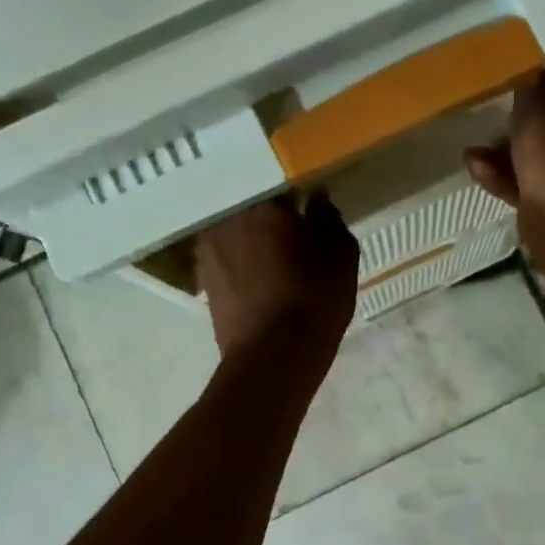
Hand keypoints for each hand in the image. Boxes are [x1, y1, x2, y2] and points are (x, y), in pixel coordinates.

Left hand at [195, 195, 358, 364]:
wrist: (272, 358)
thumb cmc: (315, 301)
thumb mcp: (341, 257)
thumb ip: (329, 219)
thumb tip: (316, 199)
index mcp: (265, 205)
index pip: (282, 186)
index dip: (297, 199)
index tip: (309, 211)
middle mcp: (229, 219)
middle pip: (254, 209)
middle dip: (271, 219)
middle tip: (292, 237)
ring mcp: (209, 249)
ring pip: (237, 233)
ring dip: (252, 241)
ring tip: (274, 262)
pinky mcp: (202, 279)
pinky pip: (226, 258)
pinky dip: (240, 264)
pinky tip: (257, 282)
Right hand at [464, 69, 544, 207]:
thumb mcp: (538, 94)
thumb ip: (536, 85)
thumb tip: (540, 81)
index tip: (535, 90)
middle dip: (531, 128)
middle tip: (501, 122)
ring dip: (510, 156)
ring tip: (477, 150)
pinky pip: (534, 186)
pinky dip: (506, 178)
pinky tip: (476, 168)